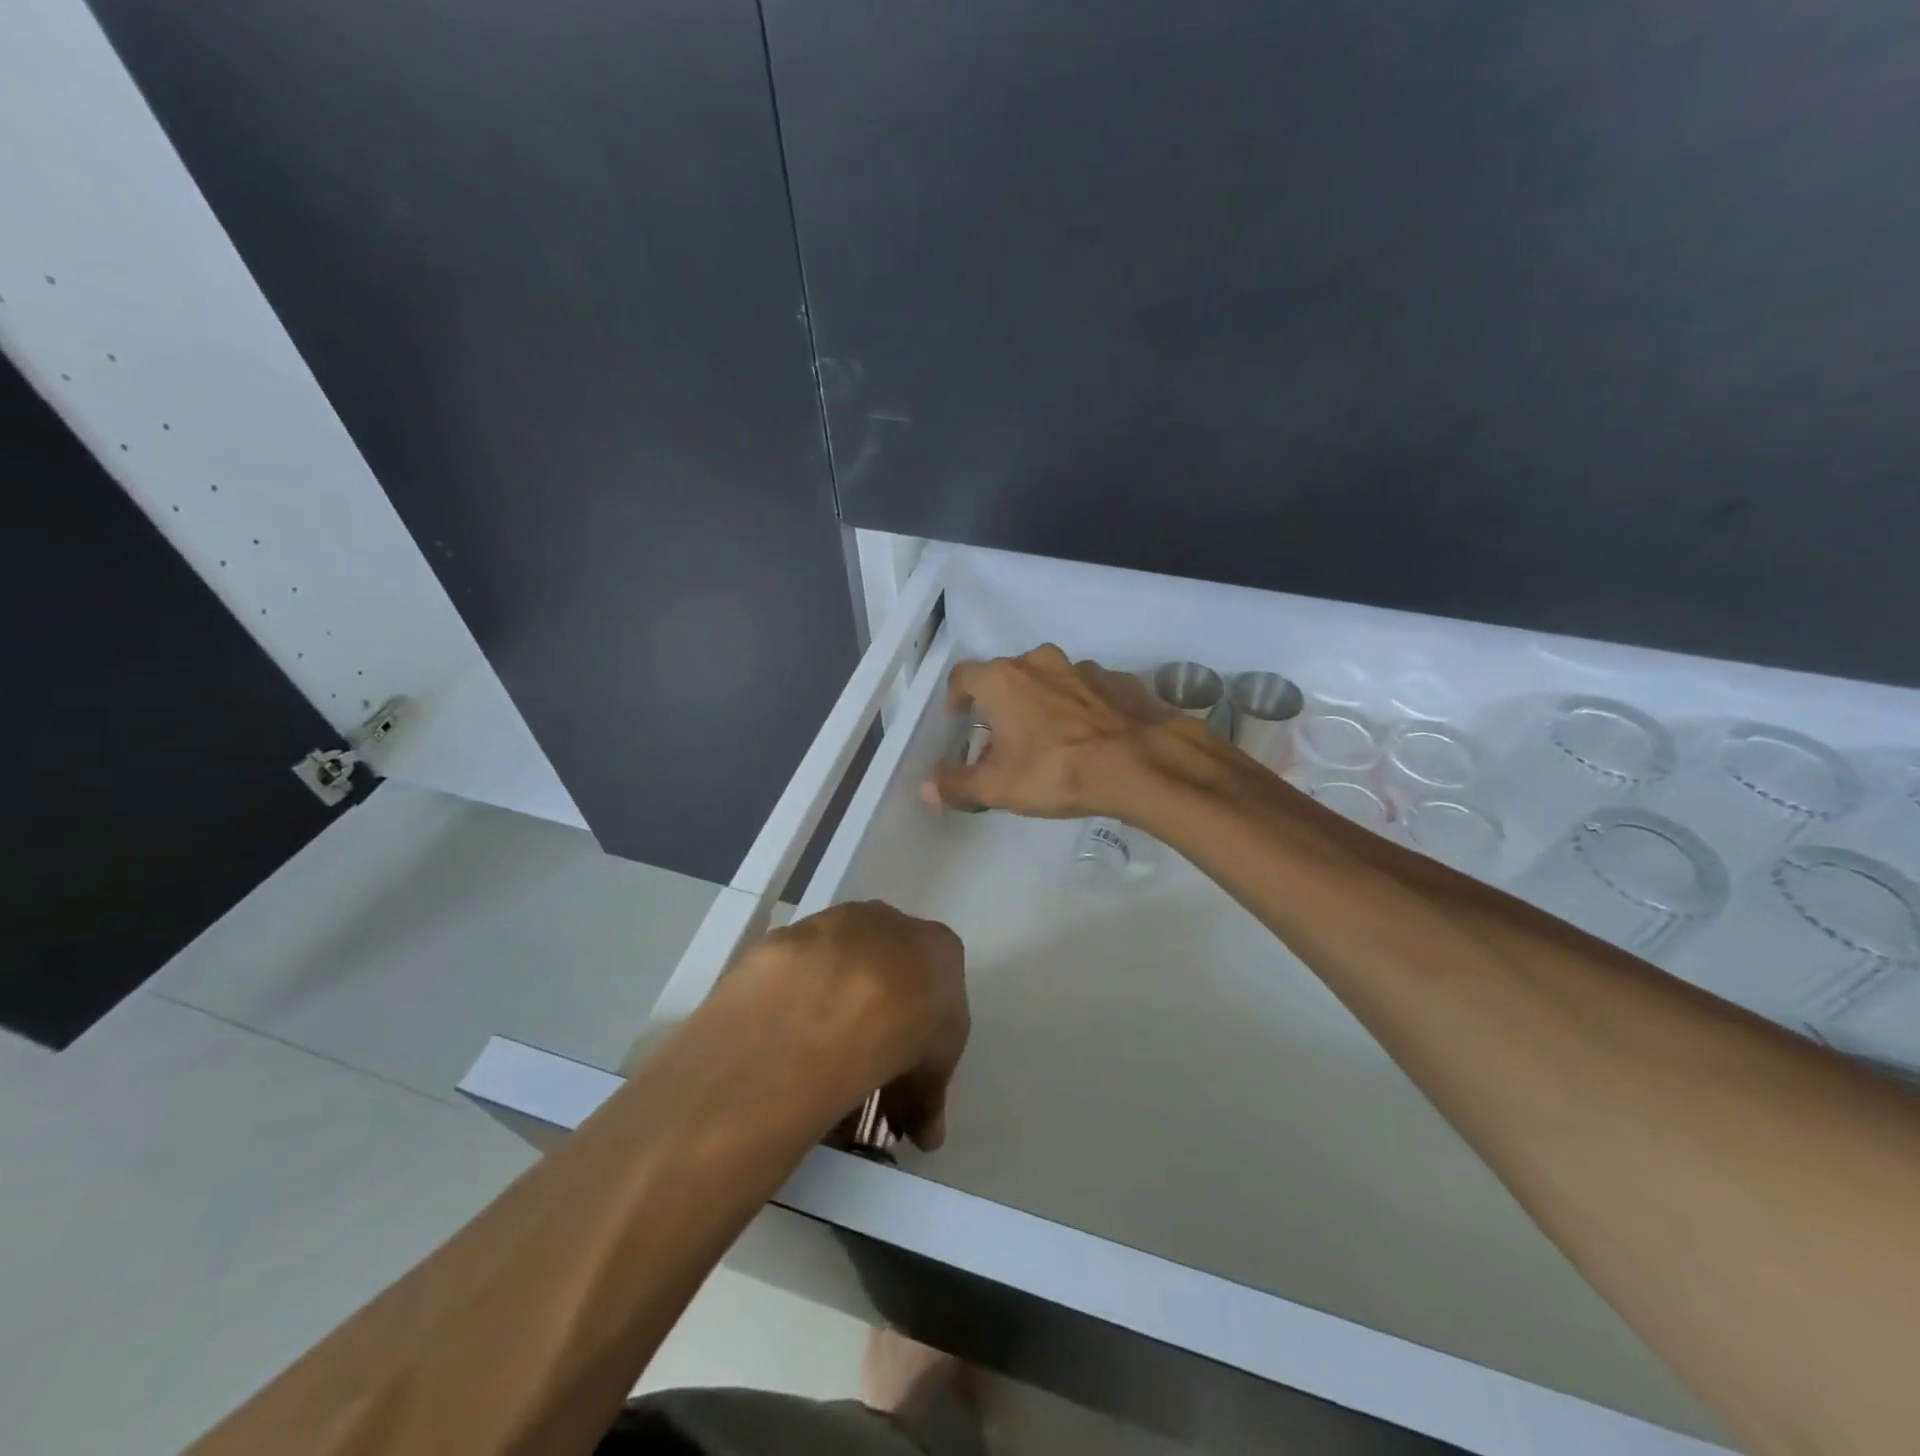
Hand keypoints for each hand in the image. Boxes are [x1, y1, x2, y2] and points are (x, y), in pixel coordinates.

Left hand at [721, 902, 968, 1150]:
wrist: (837, 998)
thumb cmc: (910, 1026)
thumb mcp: (935, 1073)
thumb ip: (928, 1099)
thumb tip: (926, 1136)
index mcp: (937, 946)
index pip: (935, 988)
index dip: (920, 1034)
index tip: (905, 1073)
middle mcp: (889, 921)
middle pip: (887, 970)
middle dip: (877, 1016)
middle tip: (861, 1068)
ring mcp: (836, 921)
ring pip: (838, 967)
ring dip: (832, 1005)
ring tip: (817, 1062)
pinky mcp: (790, 934)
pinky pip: (796, 975)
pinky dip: (794, 1003)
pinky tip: (786, 1041)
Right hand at [921, 644, 1191, 819]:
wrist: (1139, 763)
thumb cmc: (1056, 770)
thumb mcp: (999, 787)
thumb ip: (958, 785)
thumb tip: (926, 789)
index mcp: (1003, 680)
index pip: (965, 675)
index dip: (957, 696)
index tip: (959, 717)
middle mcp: (1040, 662)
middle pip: (1009, 675)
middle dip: (1002, 702)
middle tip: (1004, 736)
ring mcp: (1083, 668)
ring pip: (1051, 680)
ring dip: (1044, 701)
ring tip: (1049, 737)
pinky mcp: (1119, 680)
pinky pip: (1089, 690)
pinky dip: (1082, 706)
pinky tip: (1090, 735)